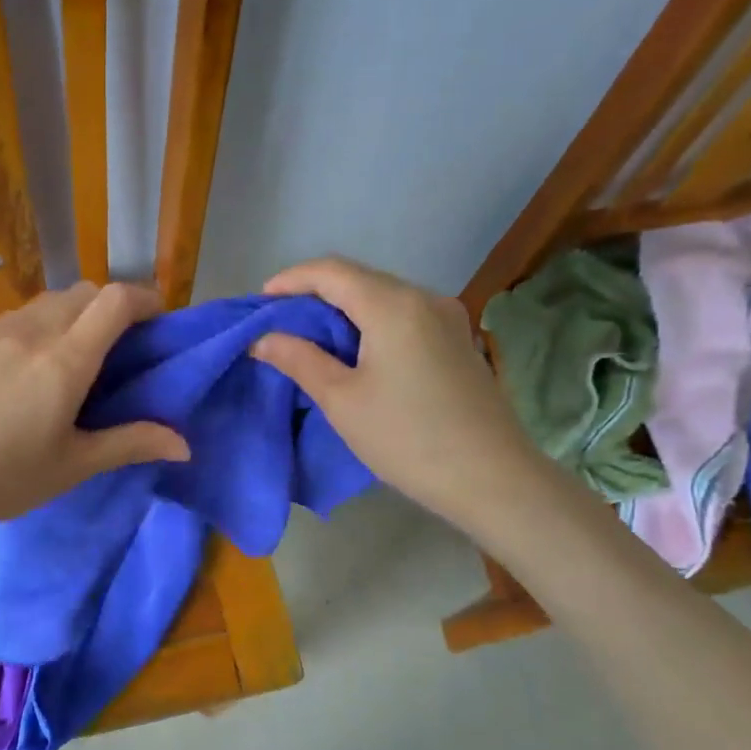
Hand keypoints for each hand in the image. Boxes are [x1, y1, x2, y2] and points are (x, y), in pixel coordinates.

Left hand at [0, 282, 189, 543]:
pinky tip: (29, 369)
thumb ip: (130, 443)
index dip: (146, 300)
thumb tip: (184, 444)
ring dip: (75, 314)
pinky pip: (17, 318)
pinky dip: (40, 326)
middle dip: (113, 307)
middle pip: (85, 292)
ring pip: (48, 302)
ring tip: (75, 358)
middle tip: (121, 348)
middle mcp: (31, 333)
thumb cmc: (2, 479)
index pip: (116, 301)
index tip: (159, 323)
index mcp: (64, 361)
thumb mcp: (72, 466)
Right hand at [252, 256, 540, 524]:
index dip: (290, 280)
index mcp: (393, 305)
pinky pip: (403, 316)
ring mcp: (447, 318)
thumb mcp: (341, 400)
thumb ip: (299, 360)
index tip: (259, 302)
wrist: (491, 478)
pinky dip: (369, 323)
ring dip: (342, 310)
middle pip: (359, 279)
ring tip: (309, 338)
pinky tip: (354, 350)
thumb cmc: (406, 437)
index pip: (331, 271)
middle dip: (314, 294)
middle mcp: (424, 298)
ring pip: (383, 297)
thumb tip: (263, 338)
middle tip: (279, 323)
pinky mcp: (457, 340)